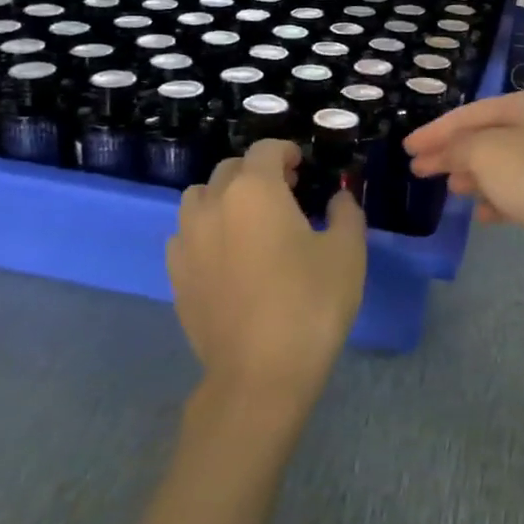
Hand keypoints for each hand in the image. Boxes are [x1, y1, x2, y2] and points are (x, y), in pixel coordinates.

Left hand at [166, 140, 366, 409]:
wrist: (260, 373)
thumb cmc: (311, 303)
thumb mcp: (347, 252)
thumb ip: (345, 212)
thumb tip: (337, 197)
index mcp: (255, 190)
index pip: (266, 150)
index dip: (286, 151)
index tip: (302, 165)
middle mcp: (214, 204)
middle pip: (230, 169)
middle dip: (258, 171)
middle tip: (285, 191)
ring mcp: (188, 240)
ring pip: (200, 198)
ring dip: (224, 197)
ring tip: (249, 220)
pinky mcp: (176, 274)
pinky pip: (186, 235)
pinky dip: (205, 231)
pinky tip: (226, 254)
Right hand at [404, 92, 523, 294]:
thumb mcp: (484, 152)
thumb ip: (454, 148)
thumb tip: (439, 155)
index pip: (469, 113)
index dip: (435, 130)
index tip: (406, 148)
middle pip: (483, 138)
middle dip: (451, 154)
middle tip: (418, 170)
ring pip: (499, 166)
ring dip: (472, 176)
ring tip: (450, 189)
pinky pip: (516, 193)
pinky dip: (495, 200)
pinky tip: (481, 215)